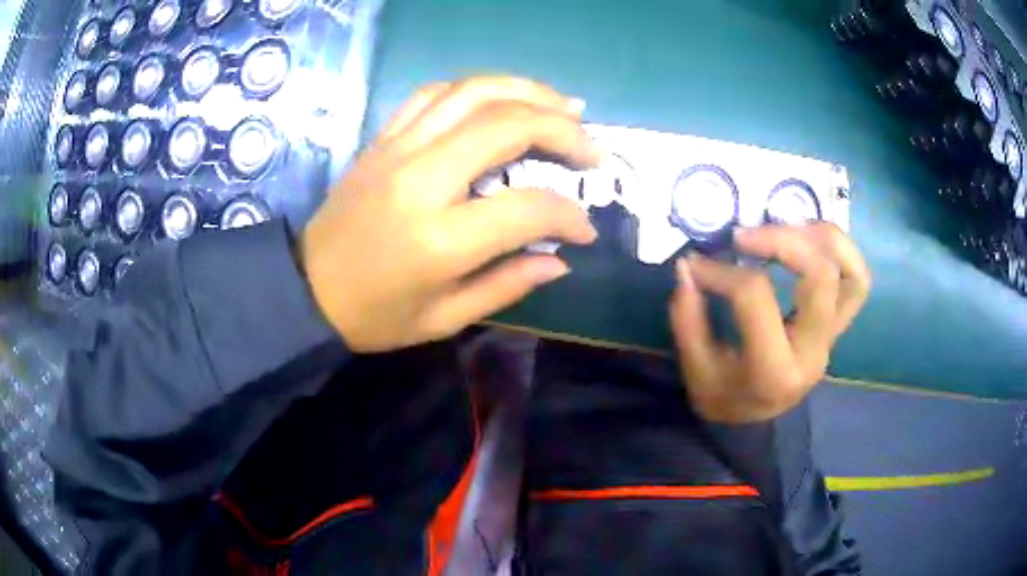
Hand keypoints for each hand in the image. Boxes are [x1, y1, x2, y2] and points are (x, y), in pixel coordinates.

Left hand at [300, 77, 600, 352]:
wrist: (305, 289)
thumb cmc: (374, 315)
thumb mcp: (444, 318)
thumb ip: (508, 285)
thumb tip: (561, 259)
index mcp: (441, 238)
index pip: (529, 207)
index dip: (569, 216)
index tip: (584, 230)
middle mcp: (421, 179)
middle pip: (507, 124)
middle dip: (563, 129)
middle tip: (591, 148)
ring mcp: (398, 149)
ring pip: (473, 92)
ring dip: (528, 91)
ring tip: (564, 106)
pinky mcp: (382, 138)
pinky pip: (433, 94)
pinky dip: (476, 89)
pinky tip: (501, 99)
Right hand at [670, 224, 871, 422]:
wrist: (759, 422)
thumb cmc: (725, 399)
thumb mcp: (696, 370)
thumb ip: (688, 318)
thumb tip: (688, 266)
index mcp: (774, 370)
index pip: (755, 298)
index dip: (722, 272)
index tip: (697, 265)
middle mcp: (814, 350)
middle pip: (819, 275)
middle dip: (781, 240)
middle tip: (744, 235)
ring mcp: (833, 336)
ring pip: (851, 273)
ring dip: (821, 237)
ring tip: (785, 225)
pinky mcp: (838, 324)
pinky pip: (857, 280)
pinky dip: (840, 250)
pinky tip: (810, 237)